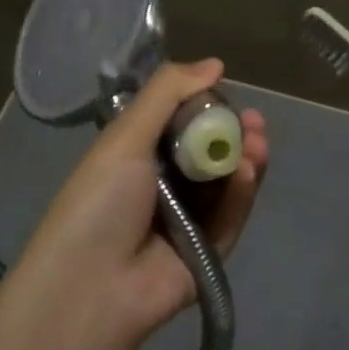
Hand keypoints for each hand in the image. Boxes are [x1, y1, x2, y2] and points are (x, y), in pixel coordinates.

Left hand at [12, 59, 268, 349]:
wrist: (90, 286)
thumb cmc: (100, 200)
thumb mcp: (126, 135)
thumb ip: (168, 93)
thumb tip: (215, 63)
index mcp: (138, 155)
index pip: (182, 123)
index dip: (208, 107)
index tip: (229, 92)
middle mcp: (164, 185)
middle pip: (210, 152)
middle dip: (235, 133)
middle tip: (256, 122)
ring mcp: (187, 219)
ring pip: (226, 182)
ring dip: (244, 159)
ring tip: (258, 142)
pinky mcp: (207, 251)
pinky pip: (230, 216)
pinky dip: (241, 193)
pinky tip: (248, 171)